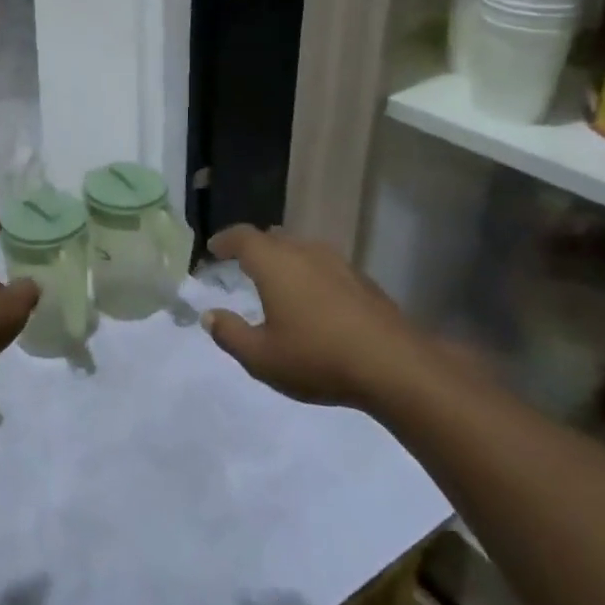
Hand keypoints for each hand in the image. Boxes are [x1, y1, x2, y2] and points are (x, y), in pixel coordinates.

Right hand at [201, 225, 427, 407]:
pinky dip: (310, 274)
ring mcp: (338, 264)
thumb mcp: (261, 357)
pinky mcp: (363, 281)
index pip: (243, 237)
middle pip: (274, 238)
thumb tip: (210, 316)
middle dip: (255, 247)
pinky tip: (314, 300)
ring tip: (277, 280)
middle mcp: (305, 252)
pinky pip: (325, 266)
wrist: (395, 366)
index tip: (214, 249)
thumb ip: (230, 334)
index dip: (225, 240)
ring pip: (302, 249)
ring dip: (285, 259)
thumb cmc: (317, 358)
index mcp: (274, 263)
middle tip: (242, 263)